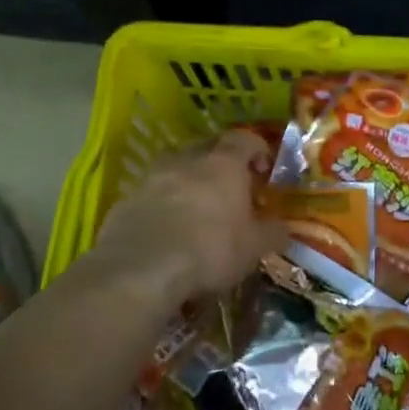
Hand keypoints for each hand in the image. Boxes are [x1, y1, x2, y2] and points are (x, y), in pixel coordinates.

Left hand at [88, 131, 287, 302]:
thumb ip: (272, 233)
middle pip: (206, 148)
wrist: (141, 269)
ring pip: (174, 169)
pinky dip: (161, 204)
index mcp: (223, 164)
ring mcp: (151, 178)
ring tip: (196, 208)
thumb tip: (283, 228)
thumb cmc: (210, 250)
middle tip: (231, 187)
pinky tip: (166, 229)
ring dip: (187, 181)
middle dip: (220, 162)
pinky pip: (150, 194)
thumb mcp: (253, 248)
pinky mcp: (125, 201)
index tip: (264, 169)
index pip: (244, 140)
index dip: (257, 150)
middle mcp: (186, 161)